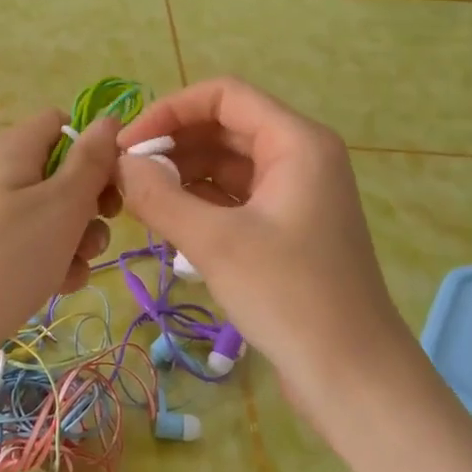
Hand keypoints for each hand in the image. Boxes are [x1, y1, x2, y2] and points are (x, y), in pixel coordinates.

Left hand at [0, 110, 119, 349]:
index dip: (93, 147)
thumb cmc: (9, 255)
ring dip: (77, 240)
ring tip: (74, 266)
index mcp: (12, 149)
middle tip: (101, 225)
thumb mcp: (62, 203)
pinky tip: (59, 286)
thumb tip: (109, 120)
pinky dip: (54, 263)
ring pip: (54, 216)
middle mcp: (0, 176)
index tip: (114, 180)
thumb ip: (92, 160)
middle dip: (90, 203)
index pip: (61, 123)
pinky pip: (35, 247)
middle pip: (62, 173)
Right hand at [117, 78, 411, 400]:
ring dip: (182, 175)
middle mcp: (300, 158)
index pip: (224, 96)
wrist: (351, 375)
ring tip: (137, 201)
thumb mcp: (216, 243)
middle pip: (224, 129)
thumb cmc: (289, 297)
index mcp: (296, 142)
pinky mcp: (286, 230)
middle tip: (123, 176)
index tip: (127, 145)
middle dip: (172, 145)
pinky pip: (235, 199)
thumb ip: (160, 196)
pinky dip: (199, 204)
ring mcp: (295, 196)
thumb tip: (120, 163)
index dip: (170, 110)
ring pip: (227, 166)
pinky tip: (166, 223)